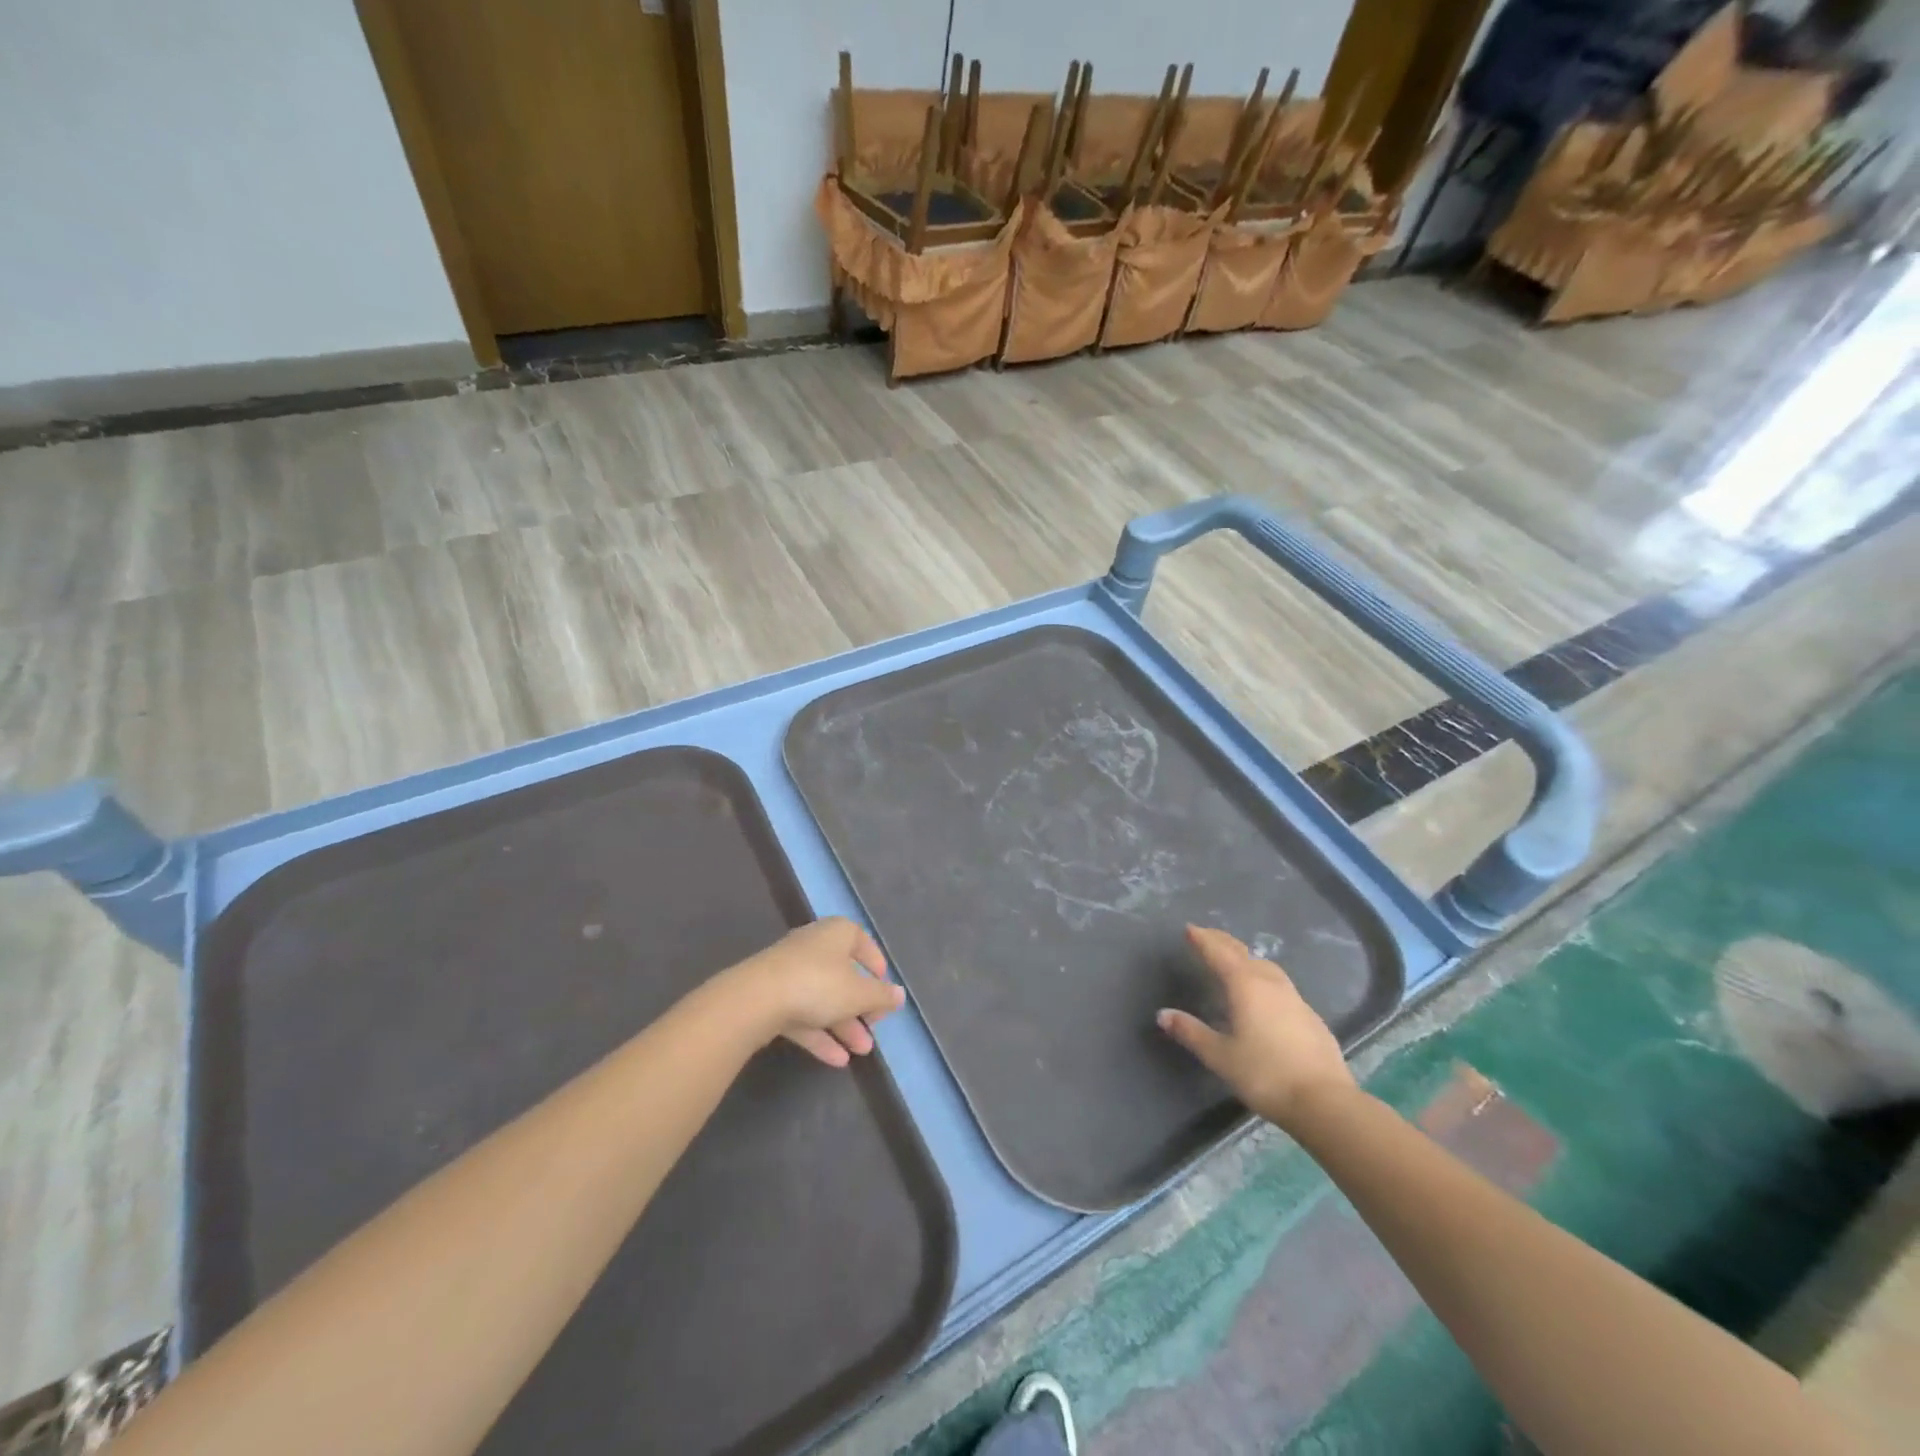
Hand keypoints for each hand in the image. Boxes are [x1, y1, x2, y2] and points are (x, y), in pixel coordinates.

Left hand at [720, 918, 906, 1067]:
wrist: (756, 999)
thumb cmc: (818, 984)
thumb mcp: (859, 993)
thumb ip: (881, 996)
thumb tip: (899, 995)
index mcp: (836, 934)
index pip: (861, 941)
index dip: (875, 963)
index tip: (884, 986)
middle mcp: (813, 947)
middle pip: (842, 975)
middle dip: (860, 1006)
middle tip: (874, 1027)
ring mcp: (789, 973)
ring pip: (823, 998)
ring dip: (843, 1025)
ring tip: (862, 1051)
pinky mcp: (771, 998)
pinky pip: (802, 1015)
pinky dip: (820, 1035)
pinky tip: (837, 1060)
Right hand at [1157, 925, 1356, 1130]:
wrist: (1325, 1102)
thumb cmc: (1265, 1074)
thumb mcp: (1220, 1056)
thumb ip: (1191, 1032)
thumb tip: (1163, 1014)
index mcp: (1245, 986)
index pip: (1219, 953)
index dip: (1203, 940)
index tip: (1190, 929)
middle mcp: (1271, 984)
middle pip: (1244, 954)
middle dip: (1223, 942)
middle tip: (1207, 935)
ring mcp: (1295, 999)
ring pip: (1267, 967)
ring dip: (1247, 958)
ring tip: (1235, 960)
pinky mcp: (1310, 1017)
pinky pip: (1281, 986)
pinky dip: (1264, 979)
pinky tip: (1264, 996)